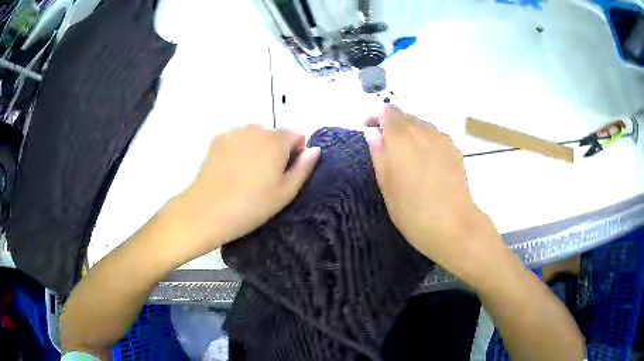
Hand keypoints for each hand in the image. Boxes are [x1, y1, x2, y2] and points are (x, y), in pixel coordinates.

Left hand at [162, 124, 319, 261]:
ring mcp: (233, 132)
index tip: (286, 173)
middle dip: (275, 150)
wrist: (207, 210)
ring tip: (245, 176)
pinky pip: (236, 140)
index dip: (296, 152)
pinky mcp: (217, 140)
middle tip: (265, 178)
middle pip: (273, 135)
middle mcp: (255, 129)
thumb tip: (314, 150)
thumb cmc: (251, 206)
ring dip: (255, 149)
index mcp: (276, 140)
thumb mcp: (285, 192)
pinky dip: (238, 150)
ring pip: (253, 137)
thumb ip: (304, 167)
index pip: (296, 135)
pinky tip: (229, 171)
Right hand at [365, 105, 505, 283]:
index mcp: (401, 136)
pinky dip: (426, 142)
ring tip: (407, 157)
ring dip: (410, 134)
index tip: (369, 128)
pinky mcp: (455, 150)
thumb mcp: (386, 185)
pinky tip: (426, 164)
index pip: (387, 110)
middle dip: (393, 126)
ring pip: (422, 126)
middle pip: (406, 116)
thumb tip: (374, 134)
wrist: (453, 225)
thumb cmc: (412, 210)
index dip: (376, 116)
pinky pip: (436, 138)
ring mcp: (443, 139)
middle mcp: (423, 130)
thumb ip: (378, 154)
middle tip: (386, 147)